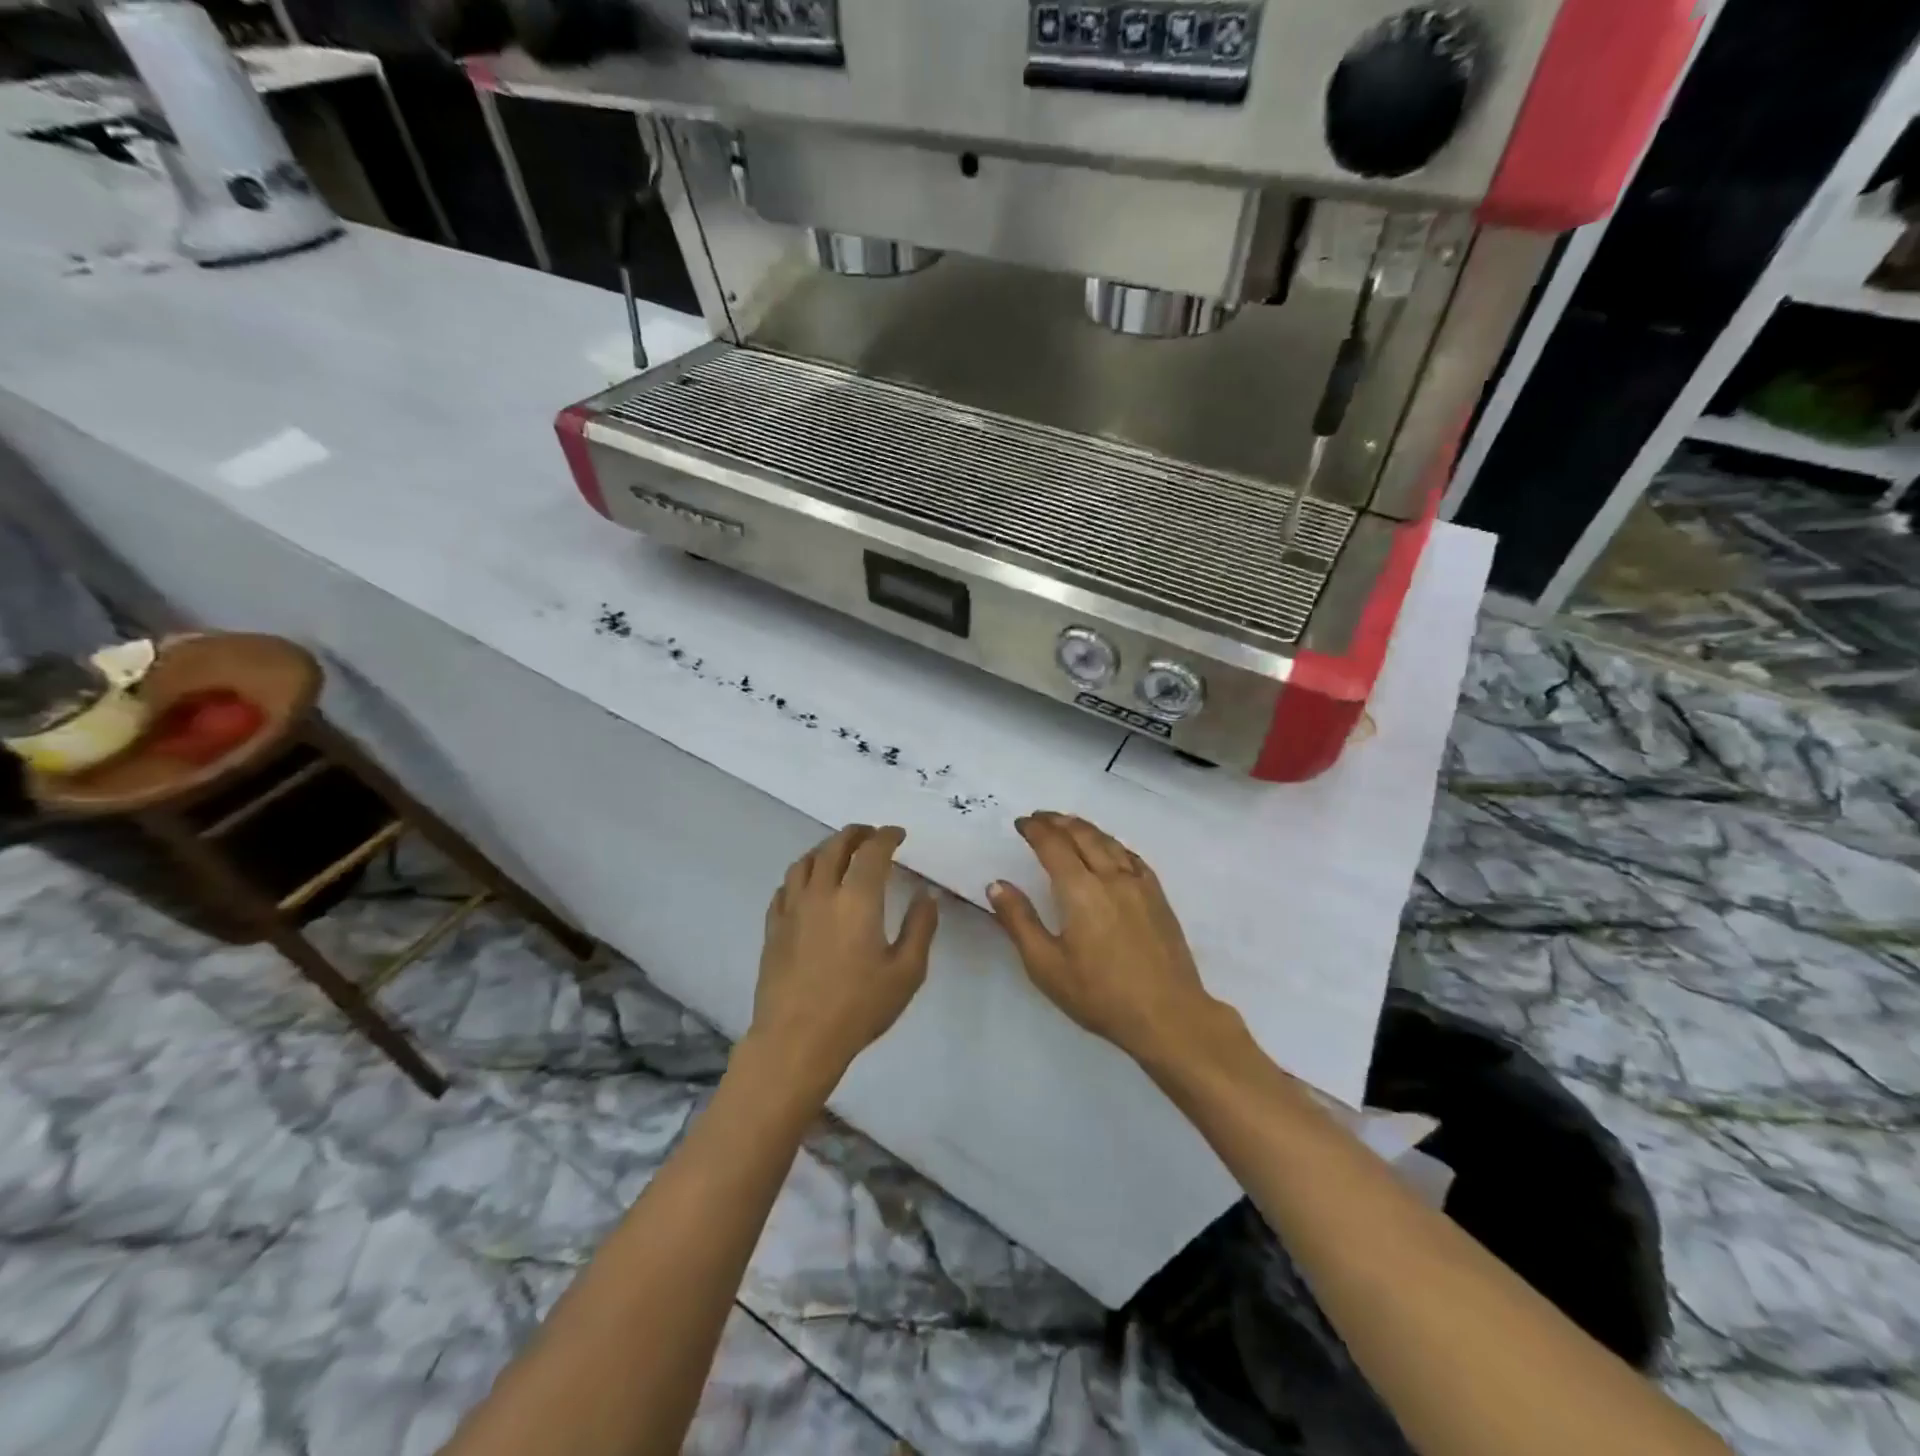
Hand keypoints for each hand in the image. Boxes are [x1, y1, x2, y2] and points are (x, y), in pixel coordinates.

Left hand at [749, 824, 938, 1090]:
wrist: (797, 1040)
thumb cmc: (858, 1007)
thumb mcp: (907, 972)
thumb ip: (920, 927)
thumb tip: (927, 895)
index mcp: (858, 899)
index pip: (872, 851)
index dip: (886, 836)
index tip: (898, 835)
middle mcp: (822, 893)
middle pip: (834, 847)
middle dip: (855, 834)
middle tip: (870, 834)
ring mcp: (792, 909)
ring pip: (804, 862)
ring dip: (825, 849)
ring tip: (838, 852)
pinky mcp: (773, 927)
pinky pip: (784, 887)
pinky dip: (801, 875)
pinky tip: (807, 885)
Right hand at [988, 812, 1220, 1063]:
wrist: (1168, 1015)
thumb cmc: (1100, 995)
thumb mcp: (1046, 966)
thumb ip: (1019, 921)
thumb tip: (997, 885)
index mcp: (1080, 890)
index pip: (1053, 845)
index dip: (1035, 830)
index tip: (1021, 823)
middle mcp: (1111, 877)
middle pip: (1082, 835)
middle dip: (1058, 821)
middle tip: (1040, 817)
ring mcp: (1139, 884)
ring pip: (1109, 841)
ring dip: (1085, 828)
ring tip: (1069, 824)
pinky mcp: (1158, 897)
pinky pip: (1132, 857)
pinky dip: (1113, 844)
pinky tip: (1110, 849)